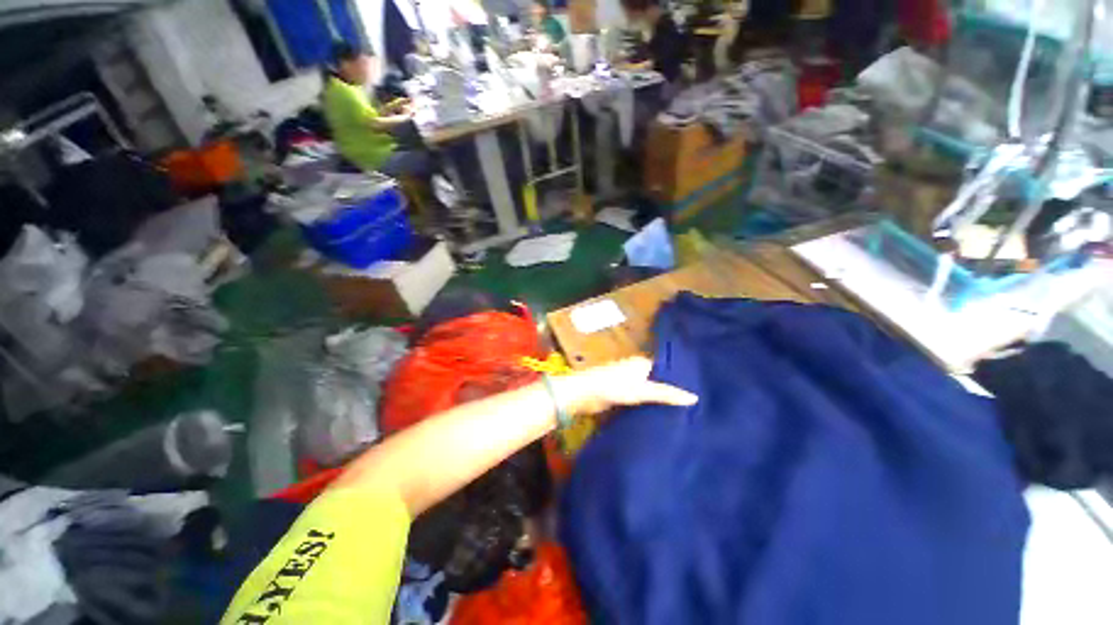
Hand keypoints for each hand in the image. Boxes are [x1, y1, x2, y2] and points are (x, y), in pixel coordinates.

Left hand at [553, 356, 697, 415]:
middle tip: (694, 406)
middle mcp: (636, 370)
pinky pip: (640, 399)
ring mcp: (628, 382)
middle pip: (658, 380)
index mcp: (643, 363)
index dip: (681, 379)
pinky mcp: (621, 394)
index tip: (699, 392)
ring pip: (649, 391)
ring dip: (660, 400)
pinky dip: (648, 406)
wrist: (583, 394)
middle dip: (671, 391)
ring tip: (683, 413)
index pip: (668, 369)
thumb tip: (694, 398)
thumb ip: (666, 394)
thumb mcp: (642, 391)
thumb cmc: (612, 386)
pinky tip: (661, 416)